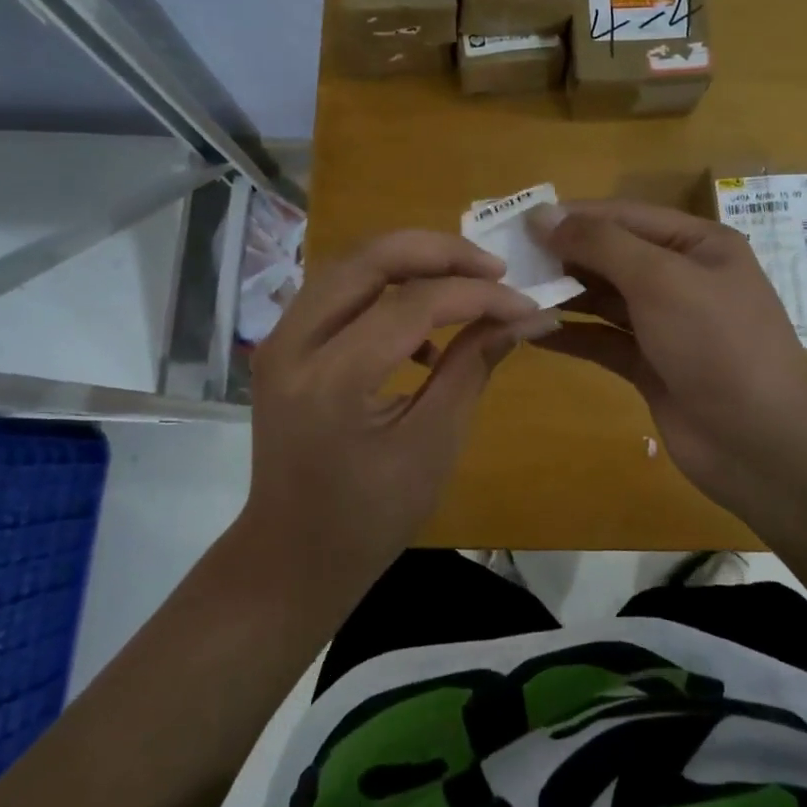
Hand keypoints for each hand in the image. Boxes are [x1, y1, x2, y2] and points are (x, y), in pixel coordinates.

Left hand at [244, 230, 546, 592]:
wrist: (292, 554)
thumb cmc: (370, 516)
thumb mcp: (433, 444)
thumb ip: (473, 367)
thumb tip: (526, 316)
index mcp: (332, 381)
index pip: (413, 304)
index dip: (477, 295)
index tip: (525, 301)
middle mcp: (293, 343)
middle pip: (370, 258)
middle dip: (440, 252)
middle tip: (494, 267)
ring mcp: (279, 338)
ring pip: (352, 264)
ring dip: (413, 261)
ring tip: (468, 282)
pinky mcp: (283, 342)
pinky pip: (340, 290)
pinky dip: (386, 288)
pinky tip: (423, 327)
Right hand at [531, 200, 806, 521]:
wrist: (760, 442)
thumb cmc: (716, 343)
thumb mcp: (660, 279)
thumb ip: (600, 243)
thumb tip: (542, 215)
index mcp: (698, 245)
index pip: (625, 216)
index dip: (573, 216)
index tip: (520, 221)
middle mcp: (682, 278)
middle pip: (613, 256)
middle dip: (564, 256)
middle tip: (507, 260)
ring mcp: (667, 325)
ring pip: (605, 299)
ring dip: (563, 295)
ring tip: (512, 293)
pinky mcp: (651, 366)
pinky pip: (603, 341)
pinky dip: (571, 335)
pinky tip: (532, 333)